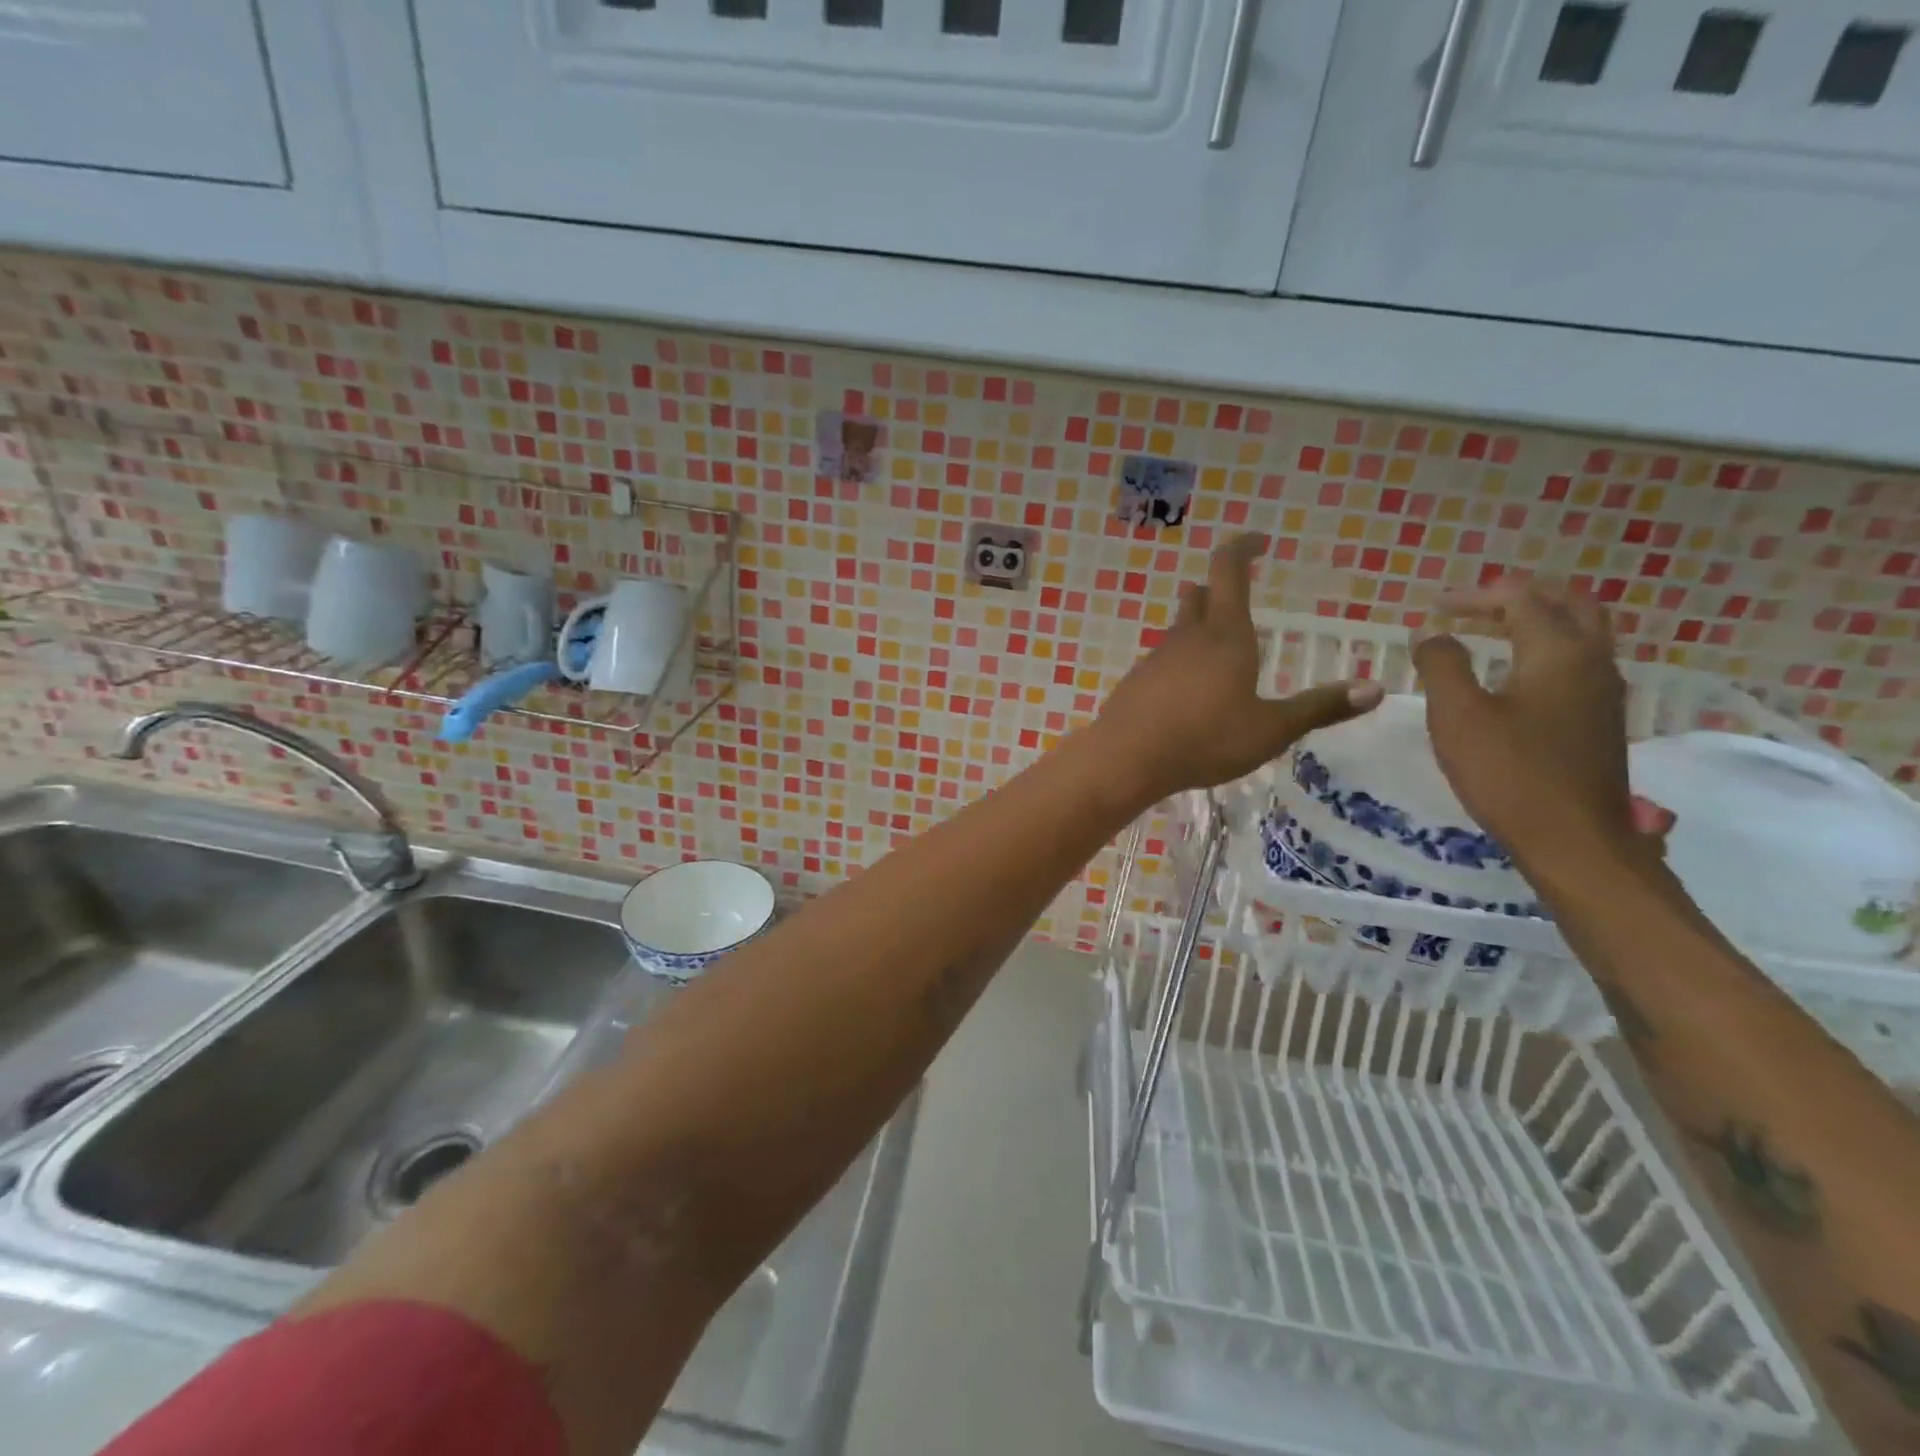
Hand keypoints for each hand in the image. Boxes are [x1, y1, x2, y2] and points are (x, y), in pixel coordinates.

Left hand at [1096, 534, 1381, 800]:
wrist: (1127, 759)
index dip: (1242, 548)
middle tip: (1238, 596)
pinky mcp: (1136, 682)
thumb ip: (1319, 708)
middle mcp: (1188, 638)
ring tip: (1221, 653)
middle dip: (1219, 589)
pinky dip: (1181, 662)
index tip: (1258, 540)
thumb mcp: (1270, 730)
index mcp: (1226, 636)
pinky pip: (1163, 660)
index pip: (1229, 571)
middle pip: (1200, 597)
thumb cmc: (1205, 740)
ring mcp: (1156, 658)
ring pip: (1179, 629)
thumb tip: (1375, 689)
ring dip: (1199, 628)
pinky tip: (1189, 693)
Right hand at [1413, 578, 1645, 884]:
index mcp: (1559, 652)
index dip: (1473, 597)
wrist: (1574, 841)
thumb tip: (1431, 635)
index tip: (1432, 610)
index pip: (1520, 600)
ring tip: (1490, 632)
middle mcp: (1592, 661)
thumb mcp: (1457, 716)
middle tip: (1472, 608)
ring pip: (1579, 632)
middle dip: (1517, 598)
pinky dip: (1545, 648)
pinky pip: (1578, 661)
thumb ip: (1441, 666)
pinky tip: (1514, 674)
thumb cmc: (1509, 774)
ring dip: (1536, 621)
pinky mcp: (1601, 720)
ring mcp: (1603, 692)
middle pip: (1567, 604)